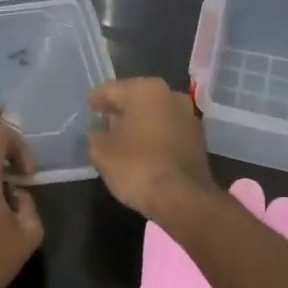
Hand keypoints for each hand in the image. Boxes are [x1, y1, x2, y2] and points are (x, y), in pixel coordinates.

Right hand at [87, 77, 218, 222]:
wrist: (183, 197)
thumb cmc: (137, 167)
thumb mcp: (102, 152)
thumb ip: (96, 137)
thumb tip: (99, 133)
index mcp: (145, 90)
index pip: (112, 90)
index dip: (97, 99)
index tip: (88, 106)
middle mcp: (170, 95)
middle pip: (137, 98)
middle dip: (120, 109)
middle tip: (103, 121)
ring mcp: (188, 116)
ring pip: (155, 113)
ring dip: (139, 122)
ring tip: (121, 137)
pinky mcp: (198, 138)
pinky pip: (168, 130)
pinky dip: (154, 135)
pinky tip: (143, 149)